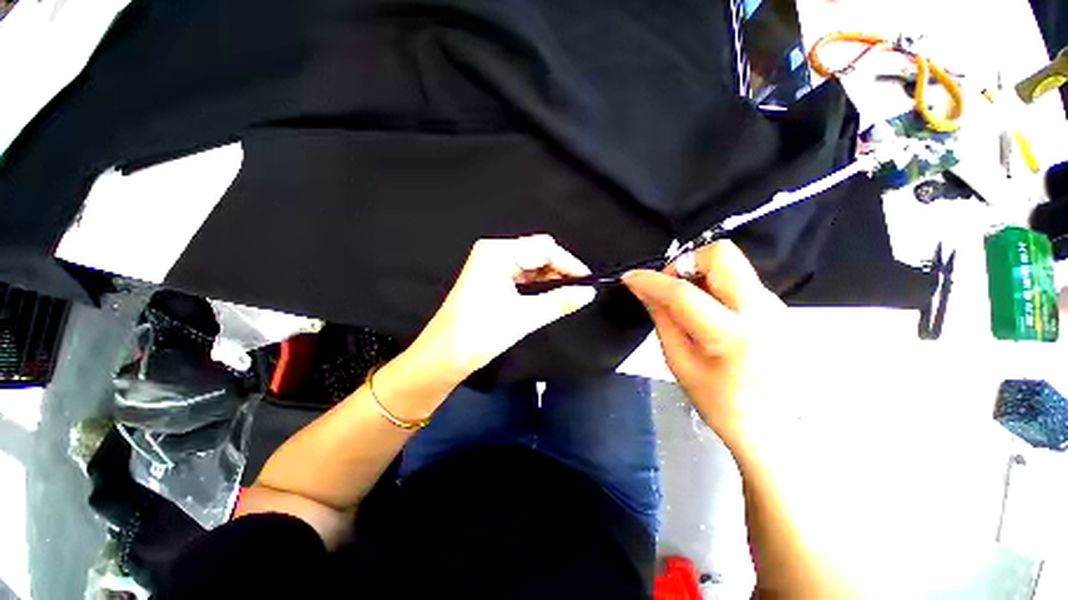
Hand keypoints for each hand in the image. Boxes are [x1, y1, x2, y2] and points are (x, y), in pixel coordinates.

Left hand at [409, 235, 595, 382]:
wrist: (443, 357)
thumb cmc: (480, 333)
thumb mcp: (525, 316)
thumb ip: (559, 301)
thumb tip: (588, 293)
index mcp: (498, 253)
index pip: (544, 248)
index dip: (569, 263)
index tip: (588, 281)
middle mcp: (493, 252)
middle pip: (537, 253)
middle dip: (559, 270)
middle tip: (578, 291)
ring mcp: (490, 264)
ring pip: (530, 264)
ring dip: (549, 279)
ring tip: (566, 296)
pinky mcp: (489, 278)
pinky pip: (520, 275)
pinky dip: (536, 285)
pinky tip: (547, 296)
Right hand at [622, 241, 783, 446]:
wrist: (779, 428)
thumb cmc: (722, 403)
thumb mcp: (680, 363)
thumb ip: (662, 318)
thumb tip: (642, 289)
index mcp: (733, 336)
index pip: (683, 293)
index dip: (651, 281)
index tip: (630, 278)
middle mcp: (762, 311)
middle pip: (721, 255)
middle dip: (685, 263)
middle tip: (670, 288)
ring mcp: (776, 305)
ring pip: (731, 265)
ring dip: (699, 275)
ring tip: (688, 305)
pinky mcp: (778, 306)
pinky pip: (739, 280)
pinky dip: (714, 286)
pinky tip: (709, 314)